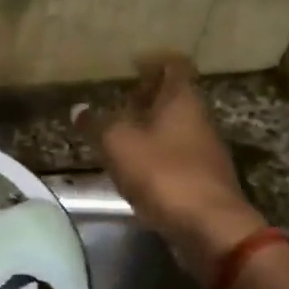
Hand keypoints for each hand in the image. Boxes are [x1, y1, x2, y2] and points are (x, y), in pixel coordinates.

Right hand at [80, 53, 267, 280]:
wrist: (209, 226)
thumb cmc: (162, 173)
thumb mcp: (118, 144)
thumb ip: (97, 124)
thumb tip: (79, 109)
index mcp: (182, 100)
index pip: (173, 66)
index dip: (153, 62)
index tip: (132, 65)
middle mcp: (199, 120)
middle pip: (174, 98)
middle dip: (148, 98)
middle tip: (119, 103)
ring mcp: (204, 151)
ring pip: (175, 129)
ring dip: (150, 129)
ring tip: (120, 138)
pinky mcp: (202, 180)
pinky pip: (176, 157)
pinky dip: (156, 156)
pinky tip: (135, 170)